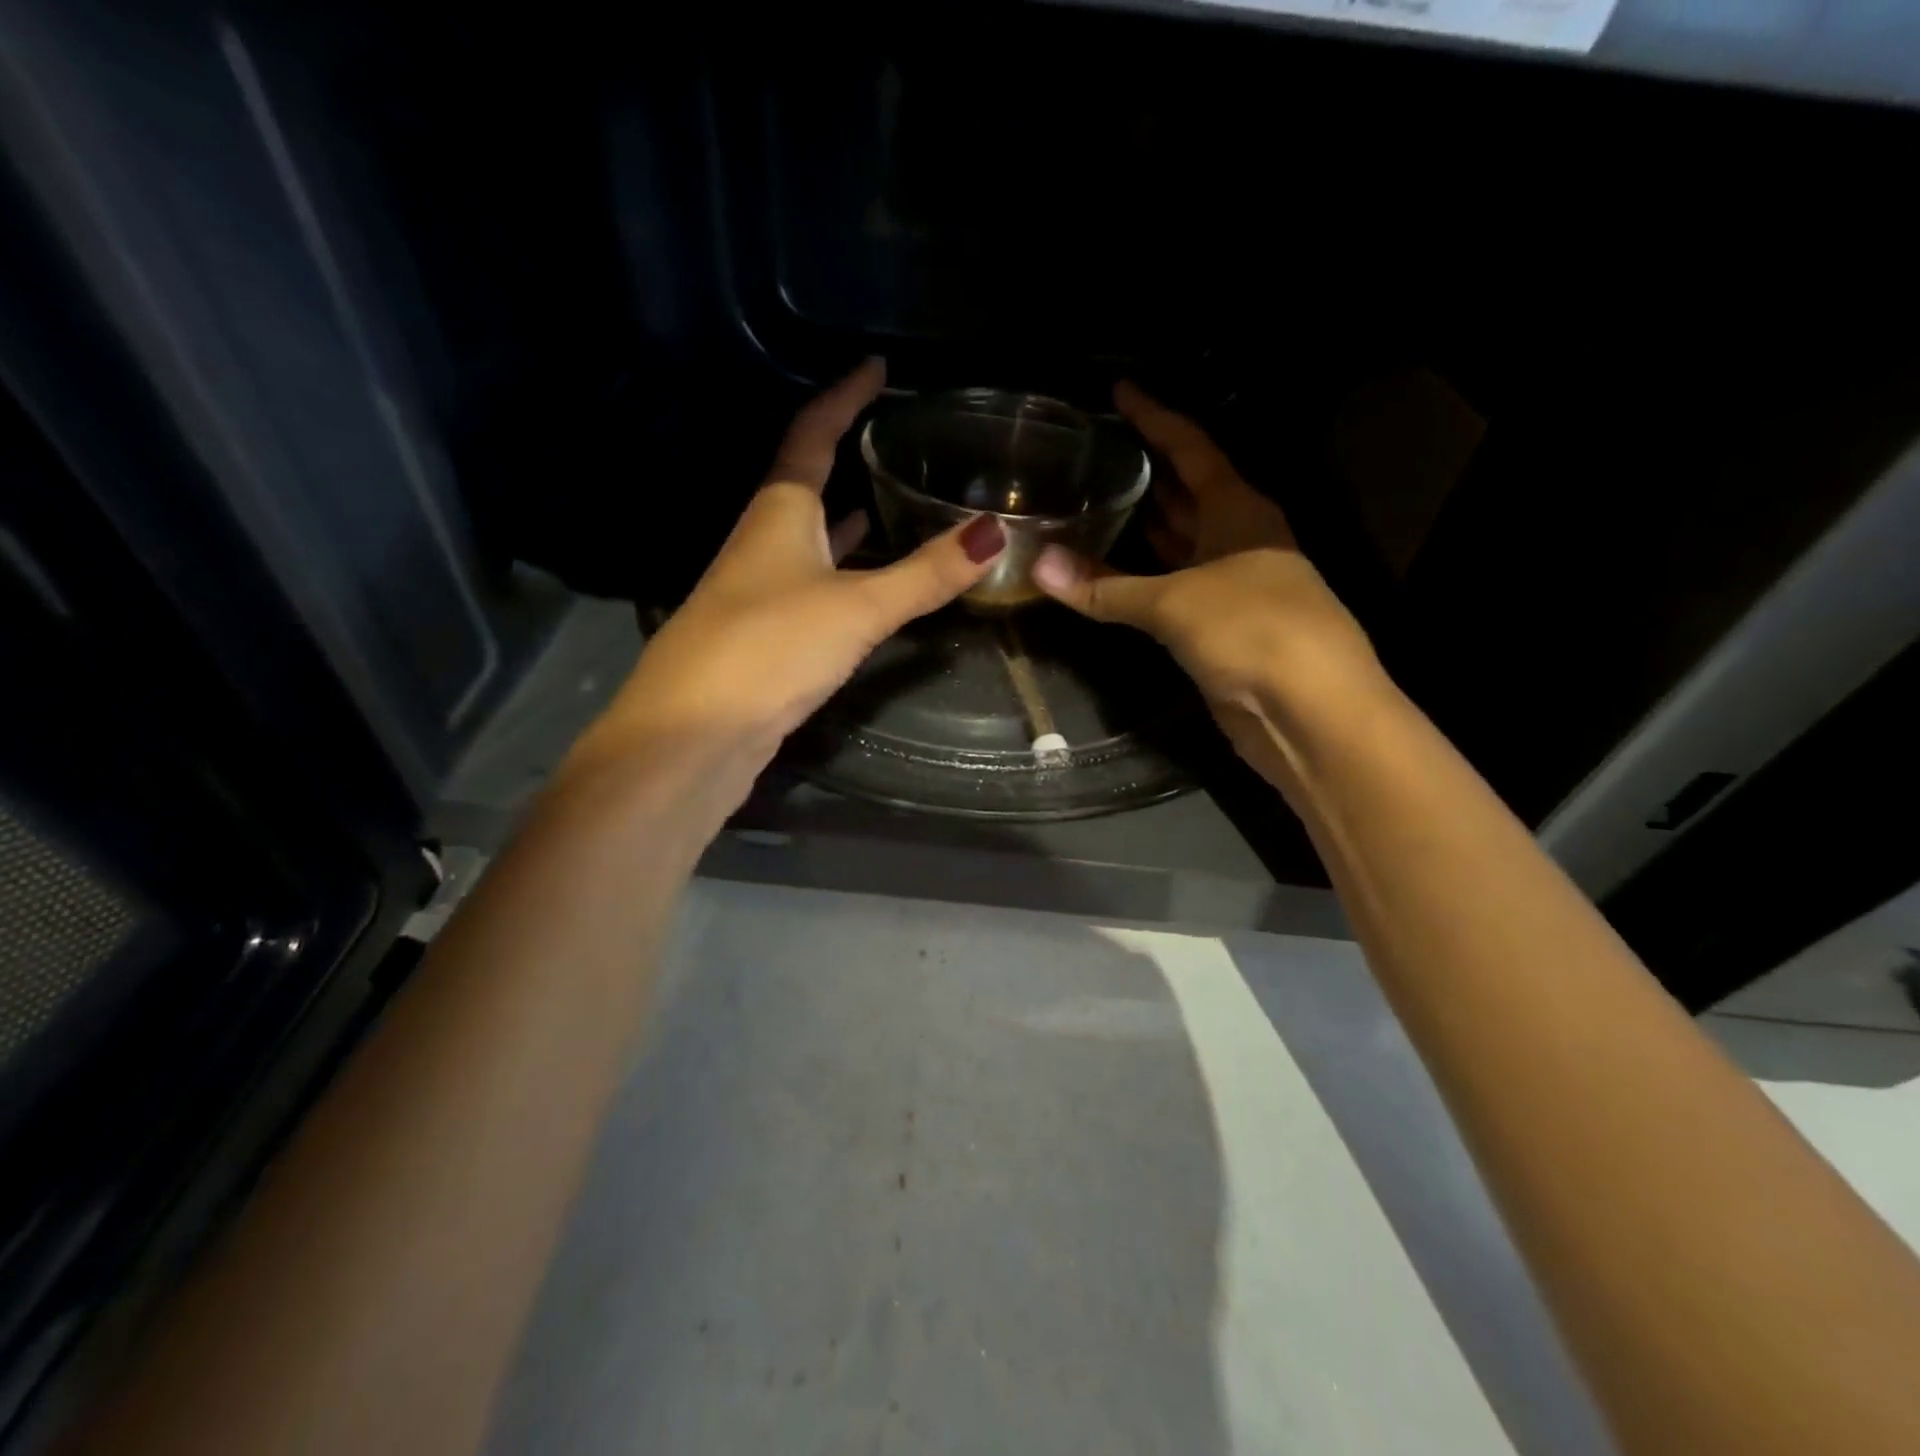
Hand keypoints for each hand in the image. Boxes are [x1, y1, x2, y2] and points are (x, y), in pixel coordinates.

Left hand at [578, 360, 1006, 775]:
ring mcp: (760, 590)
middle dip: (844, 455)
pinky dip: (842, 572)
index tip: (874, 367)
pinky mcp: (765, 634)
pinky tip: (866, 583)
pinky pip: (813, 584)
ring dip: (845, 519)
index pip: (811, 436)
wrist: (694, 734)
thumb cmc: (771, 648)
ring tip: (889, 498)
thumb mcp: (857, 606)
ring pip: (810, 539)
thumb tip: (993, 532)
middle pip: (805, 484)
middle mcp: (763, 542)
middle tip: (892, 437)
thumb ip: (925, 574)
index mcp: (779, 513)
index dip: (842, 397)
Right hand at [1032, 384, 1379, 769]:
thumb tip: (1037, 566)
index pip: (1191, 448)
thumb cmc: (1254, 630)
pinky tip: (1108, 573)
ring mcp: (1230, 584)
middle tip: (1092, 452)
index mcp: (1239, 509)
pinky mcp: (1219, 627)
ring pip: (1178, 544)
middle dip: (1145, 471)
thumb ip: (1104, 585)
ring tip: (1090, 502)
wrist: (1310, 712)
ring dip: (1141, 528)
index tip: (1119, 391)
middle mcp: (1237, 538)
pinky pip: (1171, 590)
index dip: (1154, 418)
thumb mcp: (1175, 602)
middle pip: (1186, 492)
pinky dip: (1140, 580)